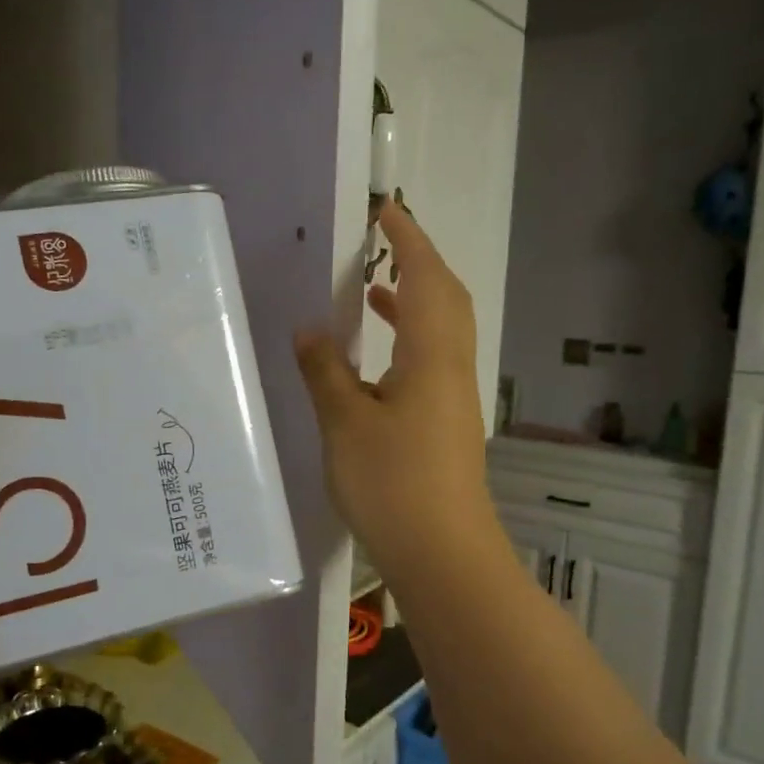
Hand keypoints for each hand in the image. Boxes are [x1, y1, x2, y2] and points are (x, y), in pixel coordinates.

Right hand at [295, 200, 497, 582]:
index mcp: (432, 356)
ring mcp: (454, 398)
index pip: (425, 279)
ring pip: (441, 332)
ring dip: (413, 303)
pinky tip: (377, 363)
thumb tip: (309, 331)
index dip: (408, 240)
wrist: (442, 553)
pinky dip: (409, 342)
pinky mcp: (447, 424)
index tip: (386, 210)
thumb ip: (325, 372)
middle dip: (417, 264)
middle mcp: (452, 368)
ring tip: (371, 295)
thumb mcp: (345, 424)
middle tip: (381, 246)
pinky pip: (432, 362)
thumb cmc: (392, 483)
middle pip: (445, 299)